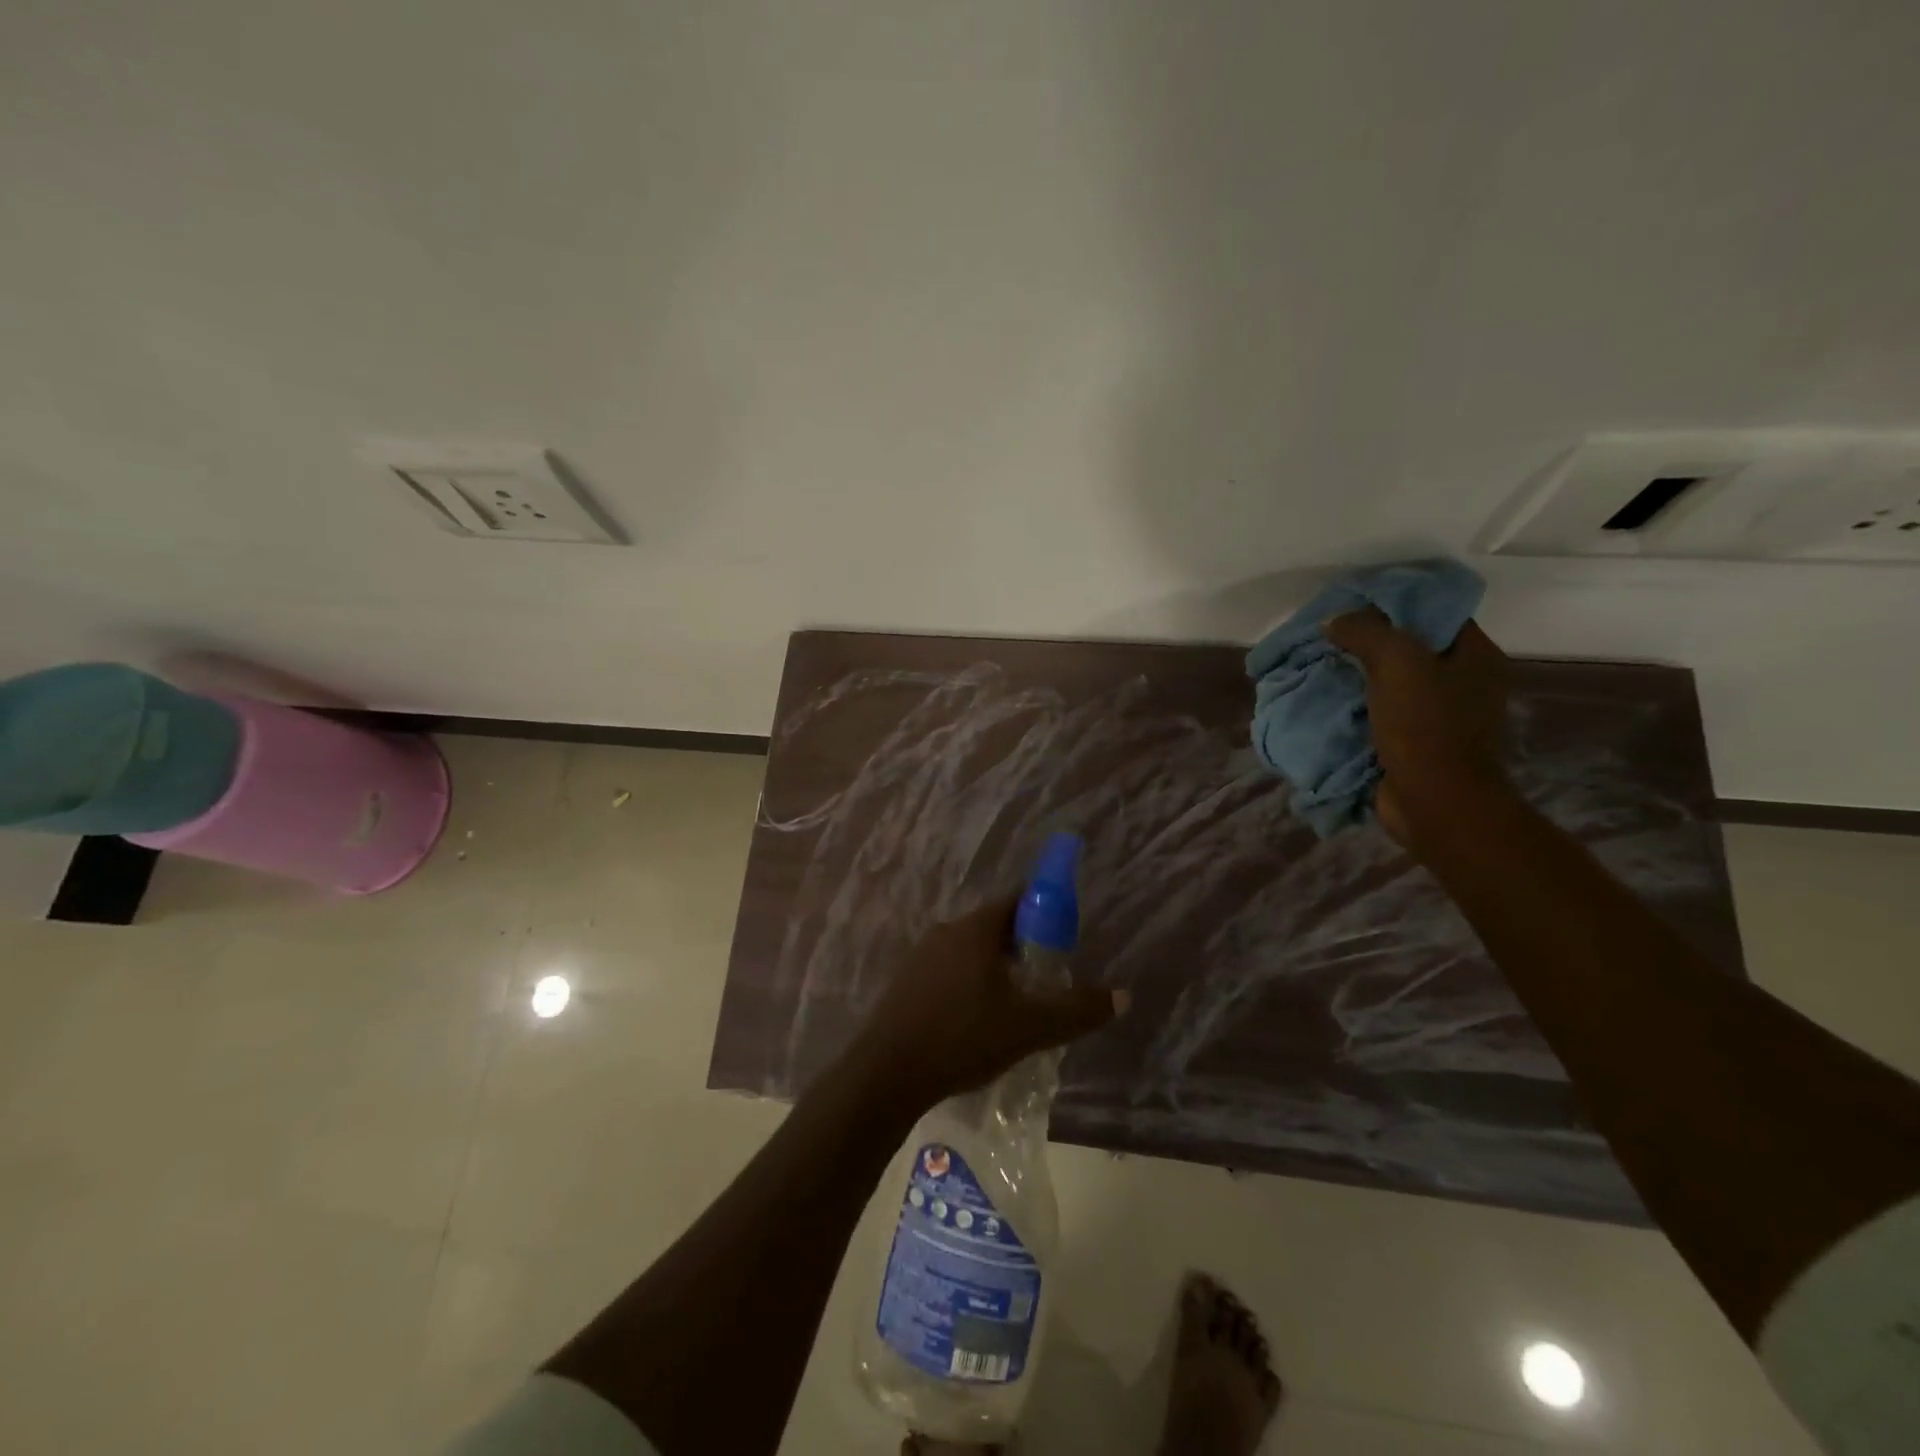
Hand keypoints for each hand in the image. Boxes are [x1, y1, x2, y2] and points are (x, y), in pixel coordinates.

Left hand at [847, 900, 1127, 1107]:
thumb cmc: (963, 1037)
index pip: (1017, 901)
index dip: (1045, 912)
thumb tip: (1124, 996)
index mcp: (975, 929)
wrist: (887, 1073)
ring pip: (970, 950)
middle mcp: (947, 931)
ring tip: (1016, 1003)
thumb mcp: (1030, 1027)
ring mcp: (921, 956)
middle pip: (994, 926)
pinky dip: (970, 983)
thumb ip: (1077, 1010)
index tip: (1064, 938)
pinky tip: (978, 1019)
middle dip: (1023, 946)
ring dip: (995, 968)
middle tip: (1046, 977)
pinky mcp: (906, 982)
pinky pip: (949, 970)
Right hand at [1323, 609, 1512, 852]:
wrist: (1434, 802)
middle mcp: (1464, 682)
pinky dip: (1356, 709)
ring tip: (1319, 669)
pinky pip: (1381, 714)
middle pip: (1409, 648)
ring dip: (1357, 678)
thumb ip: (1365, 631)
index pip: (1433, 612)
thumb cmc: (1425, 727)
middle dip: (1366, 643)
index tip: (1350, 607)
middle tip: (1327, 639)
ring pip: (1391, 683)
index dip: (1391, 605)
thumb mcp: (1396, 662)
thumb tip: (1334, 621)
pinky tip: (1327, 703)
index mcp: (1475, 656)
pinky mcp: (1417, 744)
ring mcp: (1441, 716)